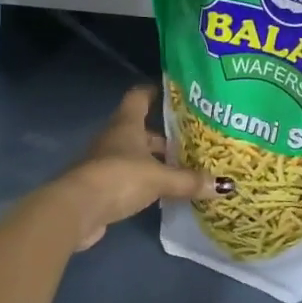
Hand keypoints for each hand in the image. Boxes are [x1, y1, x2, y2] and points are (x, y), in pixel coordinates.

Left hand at [47, 86, 232, 250]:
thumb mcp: (159, 178)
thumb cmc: (119, 177)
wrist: (77, 210)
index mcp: (127, 123)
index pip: (140, 96)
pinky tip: (163, 193)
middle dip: (164, 135)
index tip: (176, 93)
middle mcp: (114, 137)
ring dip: (155, 161)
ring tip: (183, 168)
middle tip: (192, 140)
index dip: (156, 92)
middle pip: (140, 129)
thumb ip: (189, 181)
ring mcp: (104, 162)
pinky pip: (128, 177)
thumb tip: (225, 185)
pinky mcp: (101, 186)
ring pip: (135, 154)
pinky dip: (145, 181)